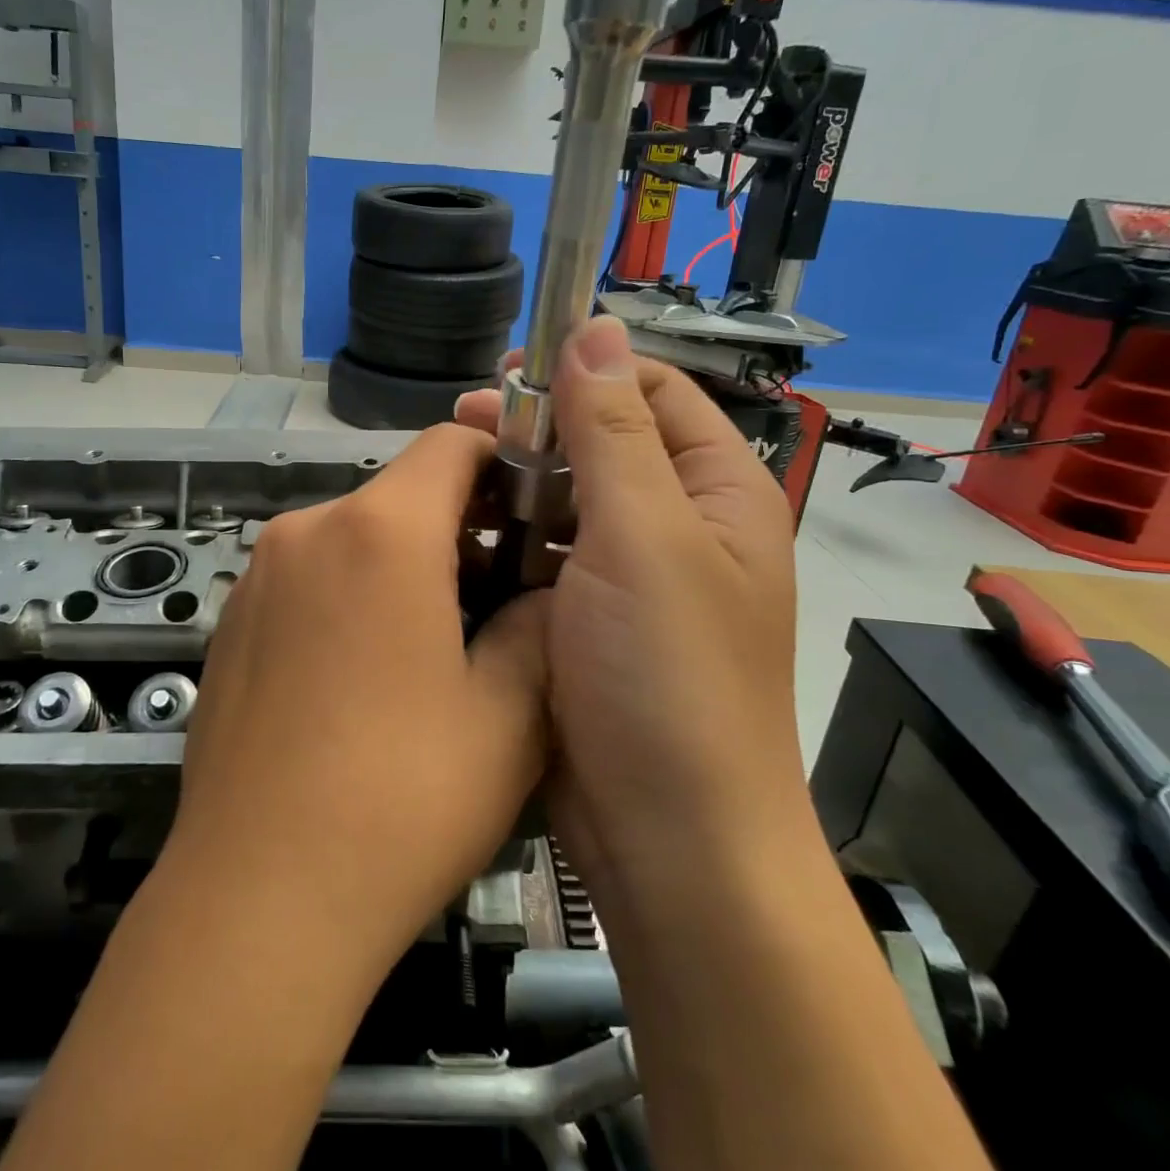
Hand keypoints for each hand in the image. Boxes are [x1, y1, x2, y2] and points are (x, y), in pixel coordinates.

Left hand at [164, 423, 548, 972]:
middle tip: (502, 600)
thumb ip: (539, 626)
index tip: (536, 516)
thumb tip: (546, 592)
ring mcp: (259, 576)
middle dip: (460, 527)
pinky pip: (309, 577)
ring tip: (439, 648)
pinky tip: (365, 680)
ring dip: (405, 565)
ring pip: (355, 536)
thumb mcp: (508, 715)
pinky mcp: (231, 621)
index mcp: (380, 531)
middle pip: (402, 492)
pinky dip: (351, 594)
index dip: (504, 464)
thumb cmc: (401, 798)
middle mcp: (308, 530)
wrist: (256, 898)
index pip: (451, 444)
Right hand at [455, 316, 800, 908]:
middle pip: (604, 442)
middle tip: (466, 426)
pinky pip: (545, 555)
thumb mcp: (642, 538)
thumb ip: (614, 431)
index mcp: (717, 493)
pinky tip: (463, 536)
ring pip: (567, 500)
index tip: (511, 372)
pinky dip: (509, 539)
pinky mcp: (586, 620)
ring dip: (518, 484)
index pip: (653, 391)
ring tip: (453, 479)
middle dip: (539, 427)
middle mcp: (678, 526)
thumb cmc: (668, 679)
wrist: (669, 843)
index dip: (587, 369)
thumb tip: (596, 326)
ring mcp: (629, 578)